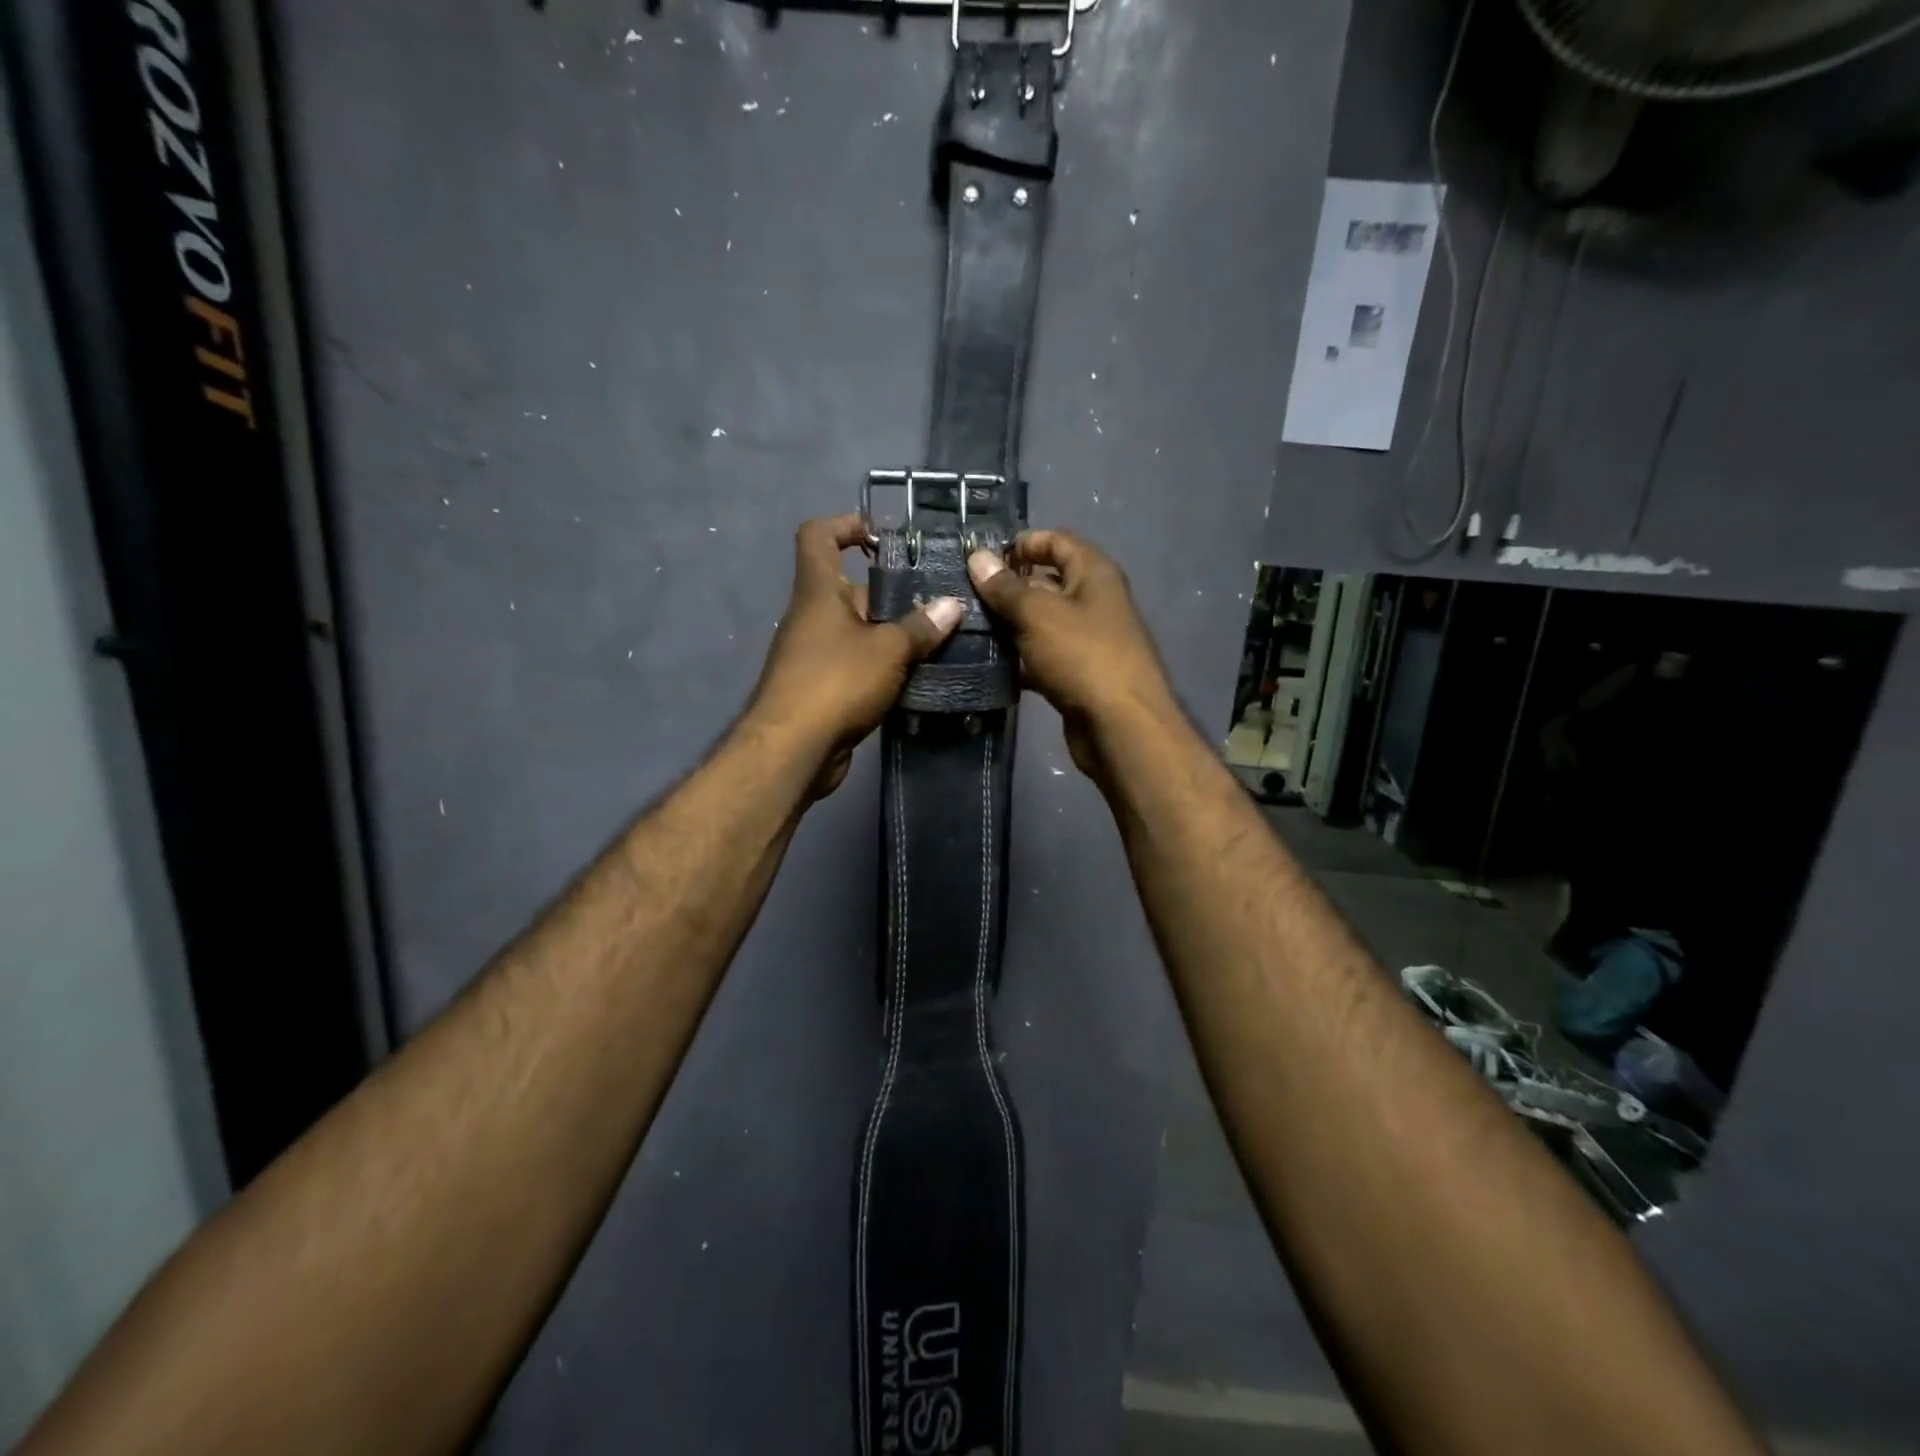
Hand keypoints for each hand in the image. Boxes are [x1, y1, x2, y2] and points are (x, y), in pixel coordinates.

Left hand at [751, 515, 964, 797]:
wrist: (794, 750)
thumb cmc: (836, 682)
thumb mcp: (888, 650)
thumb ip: (921, 627)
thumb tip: (953, 605)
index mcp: (818, 591)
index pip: (818, 535)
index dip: (846, 525)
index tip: (882, 539)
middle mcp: (812, 616)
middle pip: (851, 588)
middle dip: (893, 594)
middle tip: (937, 603)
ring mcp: (815, 654)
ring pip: (859, 631)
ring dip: (893, 635)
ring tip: (939, 641)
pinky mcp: (823, 687)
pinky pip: (858, 665)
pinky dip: (884, 668)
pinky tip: (919, 678)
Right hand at [967, 530, 1178, 782]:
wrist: (1119, 726)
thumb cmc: (1082, 656)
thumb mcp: (1038, 614)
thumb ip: (1005, 587)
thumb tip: (978, 558)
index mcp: (1094, 574)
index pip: (1057, 541)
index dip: (1023, 543)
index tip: (983, 557)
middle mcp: (1094, 601)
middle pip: (1047, 583)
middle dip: (1008, 587)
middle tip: (964, 595)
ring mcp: (1086, 641)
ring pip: (1041, 623)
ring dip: (1008, 626)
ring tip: (967, 628)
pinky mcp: (1076, 675)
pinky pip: (1041, 657)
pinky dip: (1018, 660)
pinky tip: (986, 664)